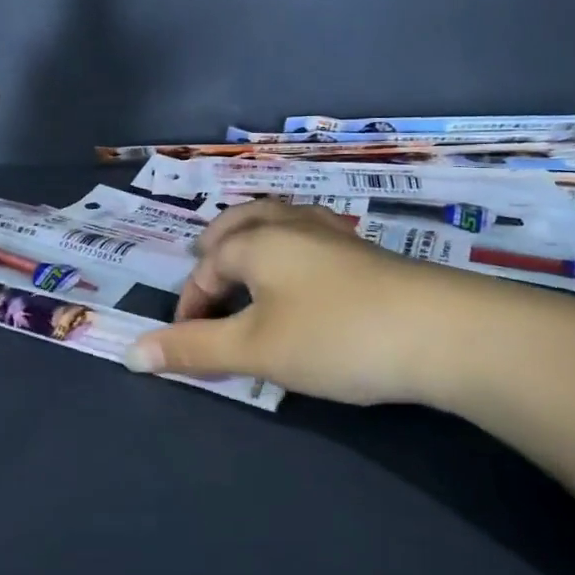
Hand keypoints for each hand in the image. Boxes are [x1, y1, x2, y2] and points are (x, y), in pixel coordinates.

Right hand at [124, 200, 504, 405]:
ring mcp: (334, 235)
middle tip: (208, 274)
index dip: (190, 304)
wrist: (446, 334)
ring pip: (280, 221)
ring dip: (255, 240)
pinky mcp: (367, 253)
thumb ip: (192, 349)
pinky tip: (306, 276)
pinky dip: (291, 248)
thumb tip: (129, 354)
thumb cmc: (335, 336)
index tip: (189, 345)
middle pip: (241, 222)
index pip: (206, 266)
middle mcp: (291, 224)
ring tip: (250, 267)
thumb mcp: (255, 349)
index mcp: (257, 240)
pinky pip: (311, 236)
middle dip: (217, 249)